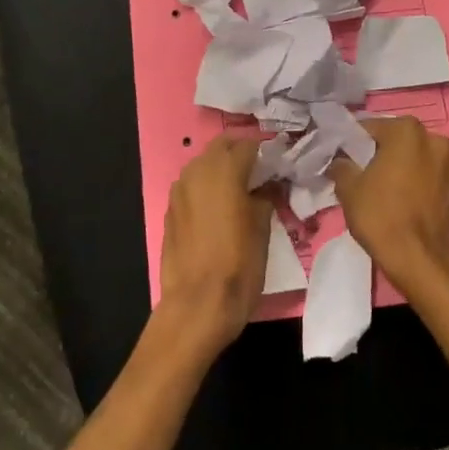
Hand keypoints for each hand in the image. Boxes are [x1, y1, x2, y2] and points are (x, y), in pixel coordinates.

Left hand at [157, 135, 270, 352]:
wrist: (197, 304)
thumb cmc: (239, 265)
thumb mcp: (263, 229)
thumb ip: (266, 197)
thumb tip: (269, 185)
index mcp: (225, 169)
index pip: (249, 145)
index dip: (266, 153)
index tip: (279, 165)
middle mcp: (198, 171)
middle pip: (221, 147)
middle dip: (240, 153)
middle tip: (260, 174)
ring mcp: (179, 189)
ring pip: (202, 164)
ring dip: (220, 169)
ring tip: (240, 190)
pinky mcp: (169, 209)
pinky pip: (191, 186)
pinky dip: (205, 188)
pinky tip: (218, 209)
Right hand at [329, 117, 448, 301]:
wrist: (420, 260)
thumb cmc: (381, 215)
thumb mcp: (348, 187)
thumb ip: (341, 165)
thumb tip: (340, 161)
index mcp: (407, 131)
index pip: (370, 128)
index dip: (352, 143)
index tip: (341, 159)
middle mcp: (434, 140)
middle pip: (396, 141)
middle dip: (379, 153)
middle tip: (359, 173)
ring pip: (414, 159)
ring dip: (399, 168)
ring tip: (380, 189)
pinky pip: (427, 177)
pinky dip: (414, 183)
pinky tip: (400, 201)